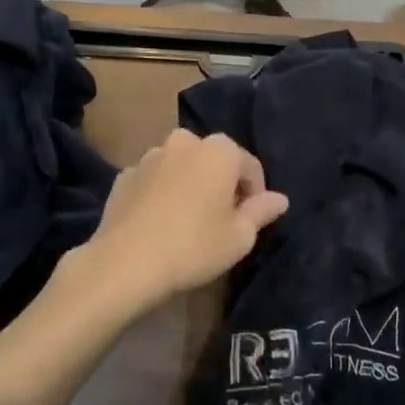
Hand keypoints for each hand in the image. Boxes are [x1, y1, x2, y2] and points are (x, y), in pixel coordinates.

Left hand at [82, 130, 288, 313]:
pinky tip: (159, 222)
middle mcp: (185, 142)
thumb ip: (261, 211)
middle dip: (221, 182)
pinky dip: (161, 192)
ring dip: (189, 183)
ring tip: (188, 219)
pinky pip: (154, 179)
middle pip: (213, 159)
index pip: (250, 166)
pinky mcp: (124, 175)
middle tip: (221, 218)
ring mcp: (150, 156)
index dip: (256, 193)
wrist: (125, 263)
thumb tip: (280, 199)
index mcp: (219, 151)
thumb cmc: (194, 247)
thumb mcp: (240, 237)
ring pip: (181, 165)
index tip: (250, 221)